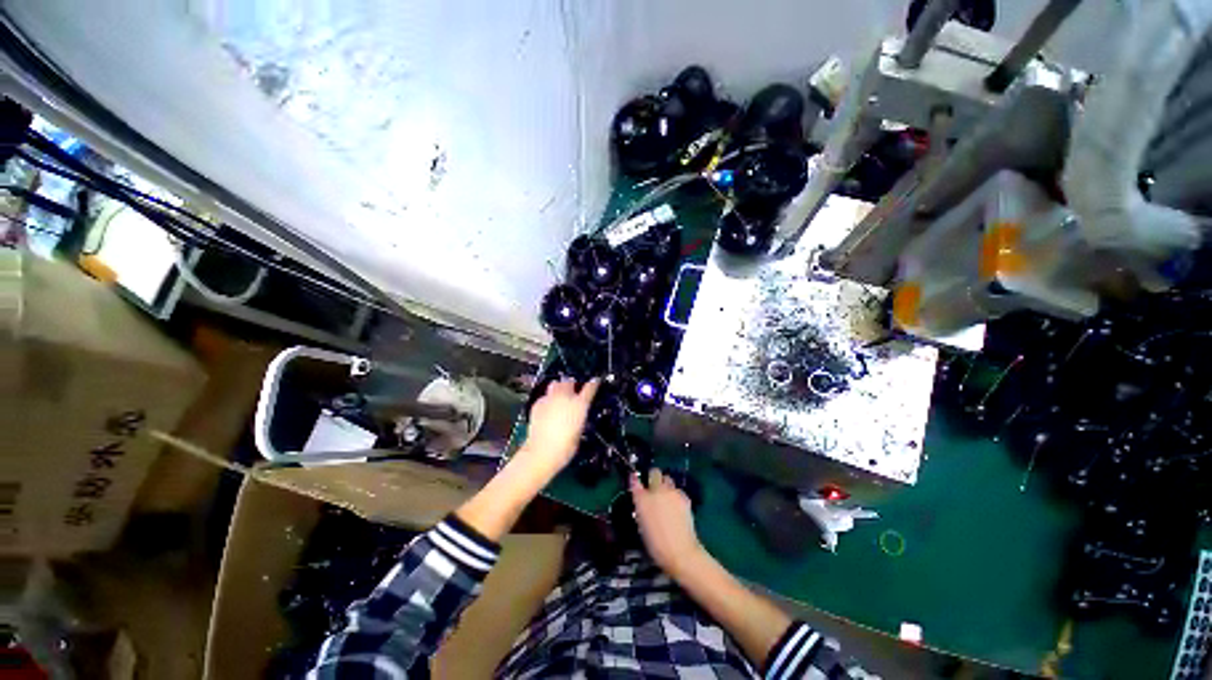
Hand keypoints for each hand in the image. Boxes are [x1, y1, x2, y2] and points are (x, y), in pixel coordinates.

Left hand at [516, 378, 599, 477]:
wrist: (542, 451)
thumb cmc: (566, 447)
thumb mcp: (579, 431)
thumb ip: (579, 417)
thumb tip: (576, 414)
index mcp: (580, 404)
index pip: (590, 387)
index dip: (593, 383)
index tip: (595, 381)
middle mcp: (565, 397)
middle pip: (569, 381)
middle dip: (571, 384)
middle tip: (572, 391)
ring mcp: (550, 399)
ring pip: (555, 384)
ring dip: (558, 387)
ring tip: (558, 396)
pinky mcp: (537, 404)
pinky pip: (544, 397)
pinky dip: (547, 400)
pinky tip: (546, 409)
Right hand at [631, 468, 703, 576]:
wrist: (680, 551)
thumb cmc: (656, 544)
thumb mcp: (643, 525)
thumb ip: (641, 507)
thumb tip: (642, 498)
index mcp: (642, 499)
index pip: (635, 481)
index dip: (636, 481)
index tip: (636, 482)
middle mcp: (656, 491)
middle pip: (655, 473)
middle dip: (654, 477)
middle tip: (654, 489)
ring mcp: (671, 492)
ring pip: (668, 479)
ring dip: (666, 485)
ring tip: (666, 498)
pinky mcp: (684, 497)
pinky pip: (677, 490)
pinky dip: (675, 495)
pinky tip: (676, 507)